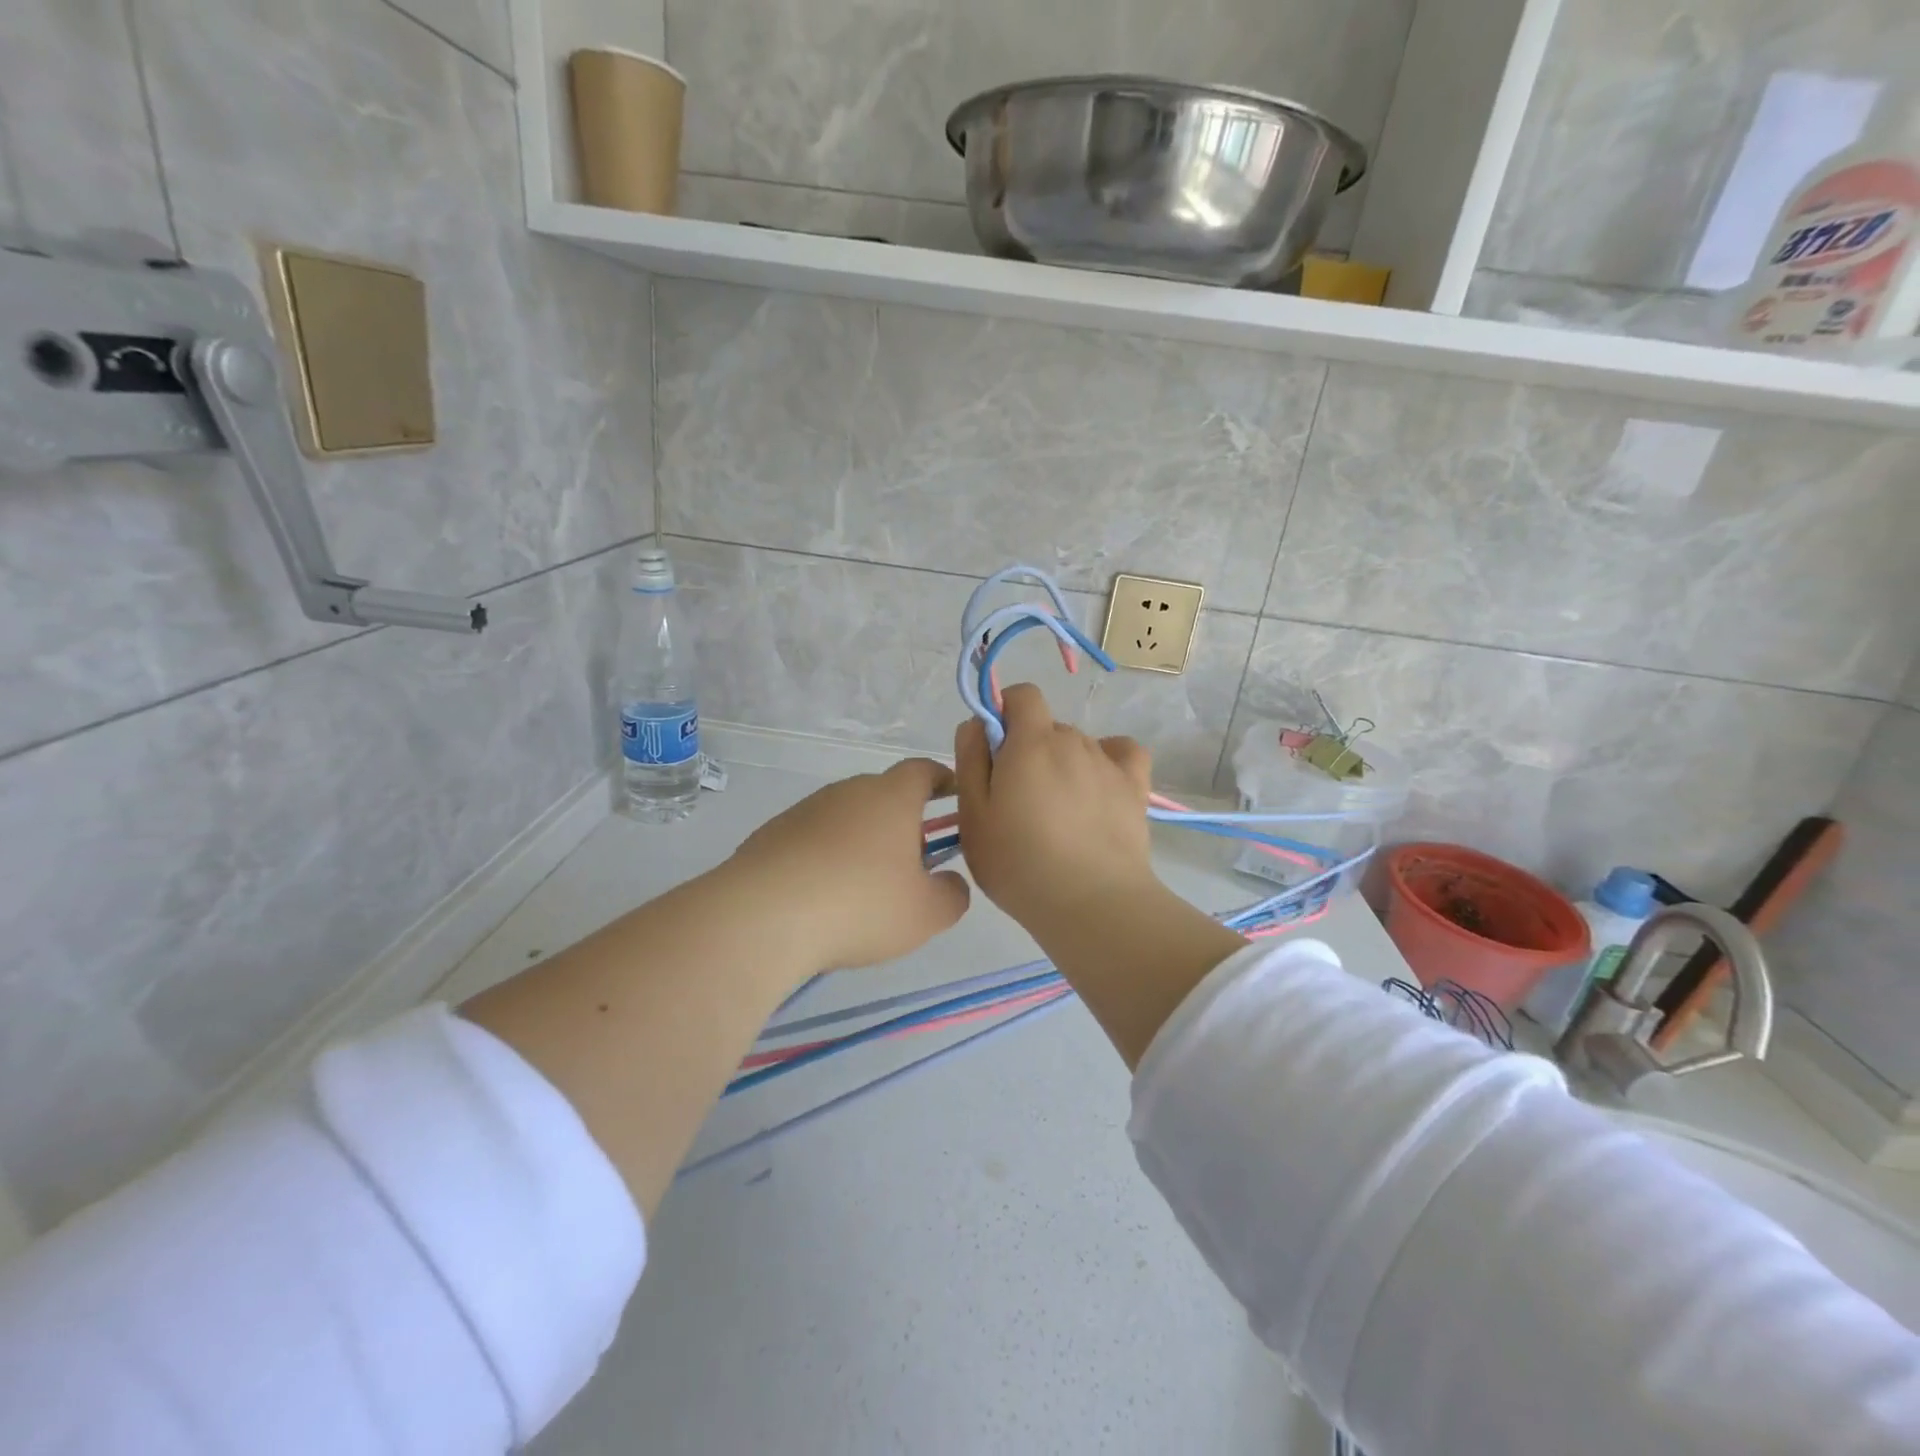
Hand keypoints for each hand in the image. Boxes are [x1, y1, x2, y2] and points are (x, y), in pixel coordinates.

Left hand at [729, 759, 971, 971]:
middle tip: (912, 861)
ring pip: (846, 818)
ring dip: (861, 841)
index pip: (923, 770)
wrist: (763, 917)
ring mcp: (806, 810)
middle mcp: (848, 791)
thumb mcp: (926, 913)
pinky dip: (825, 858)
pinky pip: (812, 839)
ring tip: (864, 887)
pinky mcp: (772, 834)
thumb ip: (952, 895)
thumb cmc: (860, 905)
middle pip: (883, 794)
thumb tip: (951, 883)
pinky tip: (822, 896)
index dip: (942, 779)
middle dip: (902, 820)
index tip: (952, 795)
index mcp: (892, 797)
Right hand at [954, 683, 1158, 938]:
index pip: (1022, 694)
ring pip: (1078, 746)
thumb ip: (971, 760)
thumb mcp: (974, 815)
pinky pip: (1122, 753)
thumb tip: (978, 724)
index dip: (1005, 712)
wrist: (1092, 903)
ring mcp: (1108, 763)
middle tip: (1017, 801)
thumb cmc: (1019, 863)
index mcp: (1031, 742)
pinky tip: (1097, 788)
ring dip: (1063, 764)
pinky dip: (1108, 761)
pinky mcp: (1135, 787)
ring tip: (1058, 815)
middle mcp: (1073, 740)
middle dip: (1029, 750)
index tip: (994, 751)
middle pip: (1047, 727)